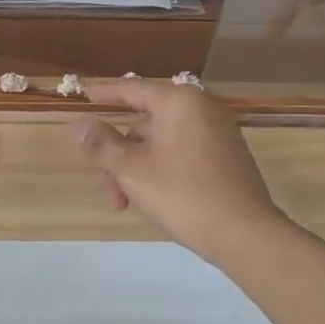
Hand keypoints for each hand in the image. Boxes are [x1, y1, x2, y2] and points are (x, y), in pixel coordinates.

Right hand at [70, 80, 286, 265]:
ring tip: (132, 204)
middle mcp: (202, 108)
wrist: (245, 234)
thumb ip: (102, 143)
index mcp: (179, 102)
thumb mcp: (131, 168)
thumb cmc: (182, 194)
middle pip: (145, 123)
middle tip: (112, 192)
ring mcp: (219, 132)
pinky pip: (184, 152)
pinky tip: (158, 199)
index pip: (131, 90)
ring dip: (140, 169)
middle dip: (122, 156)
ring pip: (163, 142)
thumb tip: (79, 124)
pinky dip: (164, 169)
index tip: (83, 93)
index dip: (104, 94)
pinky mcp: (228, 156)